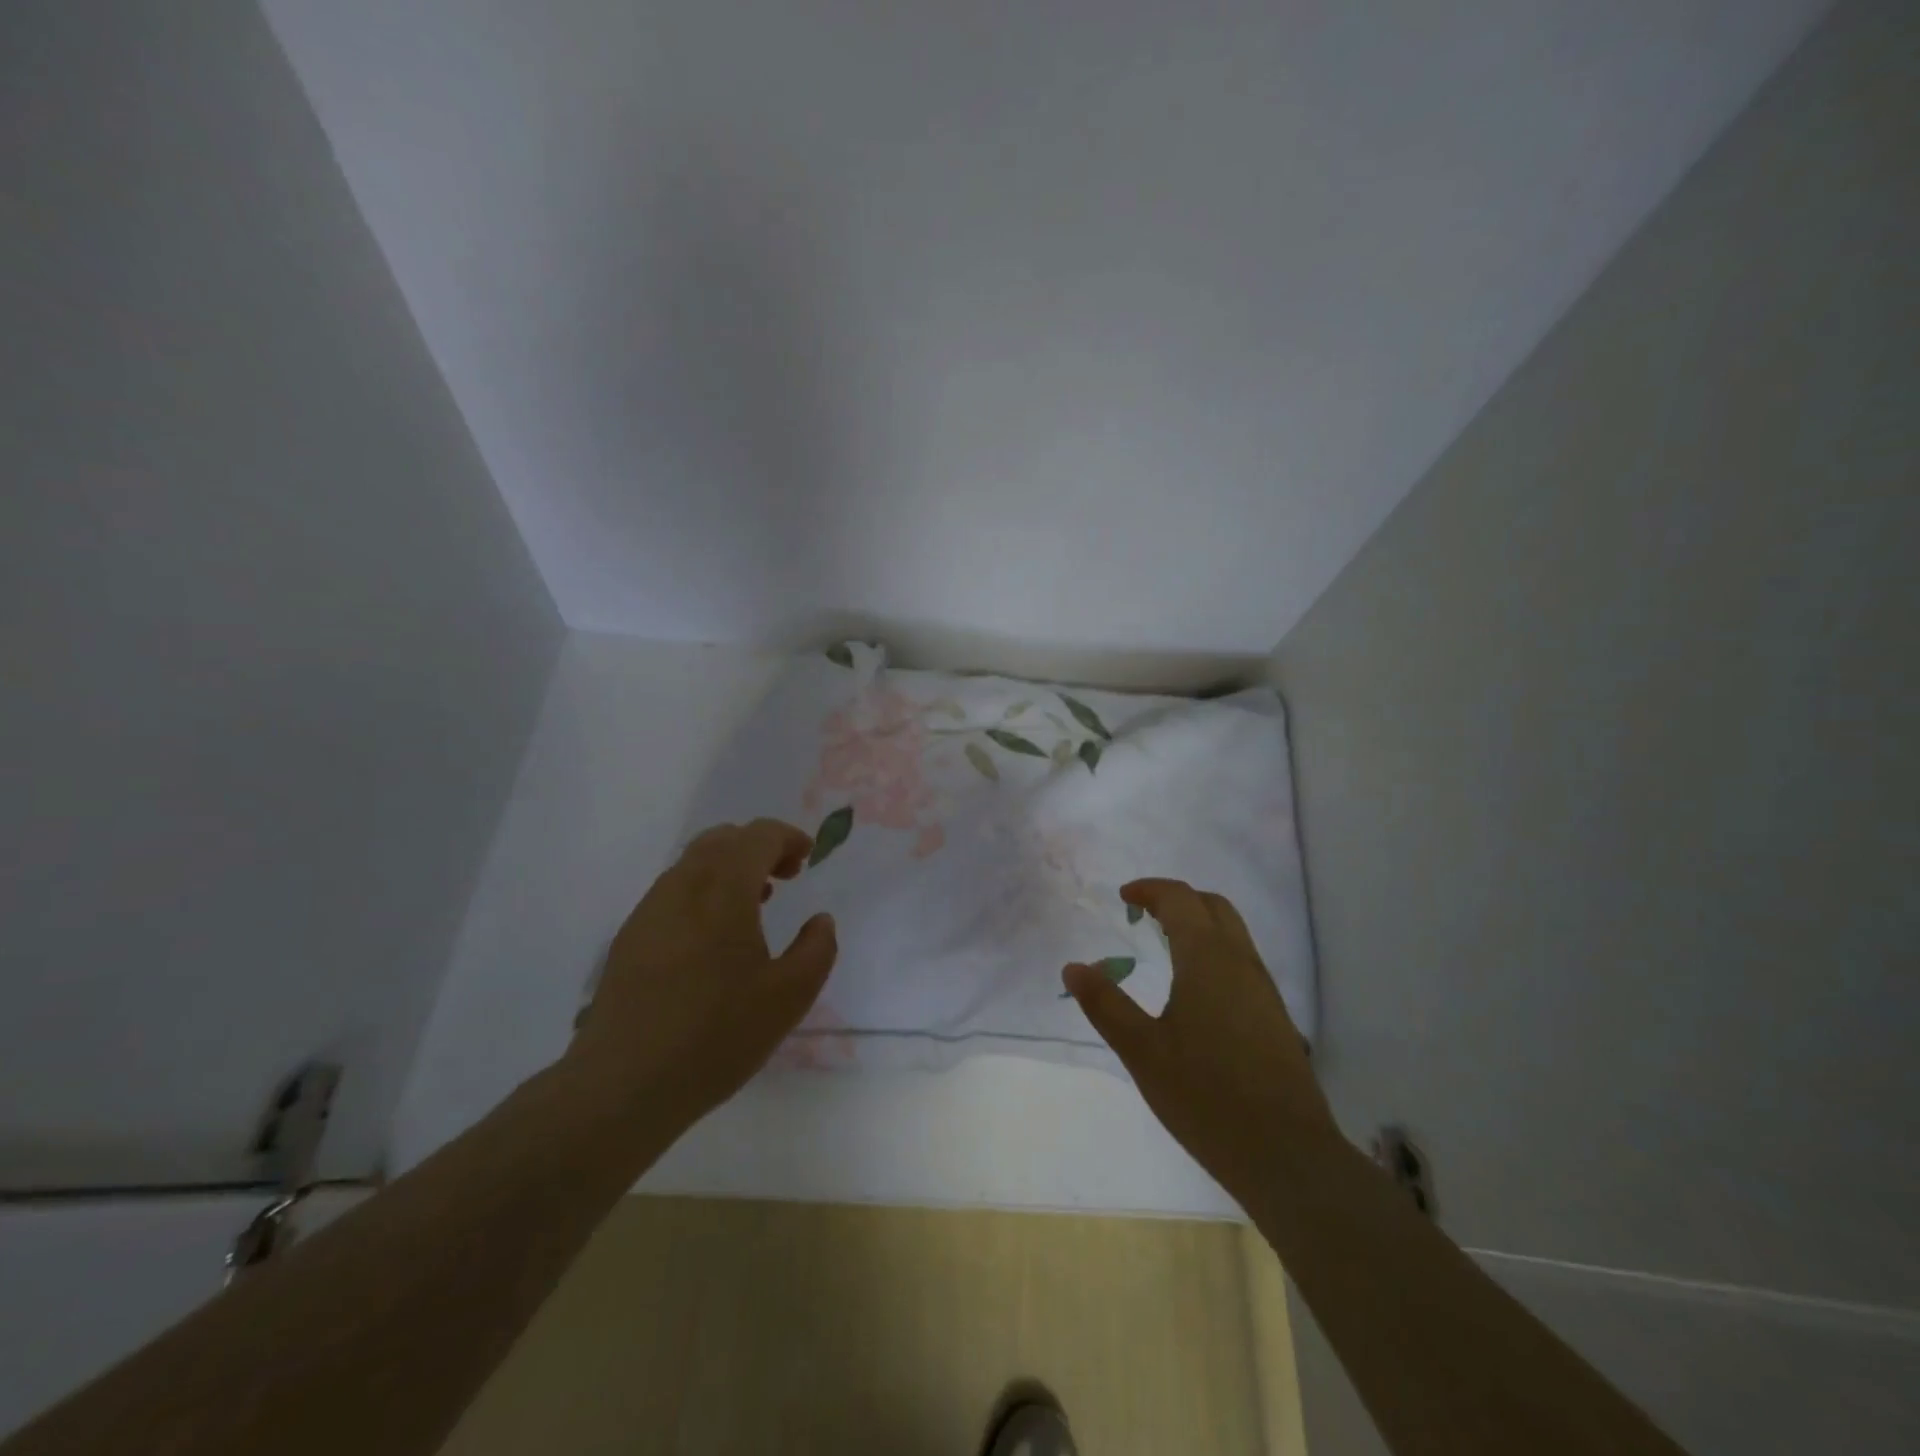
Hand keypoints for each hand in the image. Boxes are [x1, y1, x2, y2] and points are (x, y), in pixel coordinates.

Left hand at [566, 819, 837, 1130]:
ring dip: (730, 869)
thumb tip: (820, 921)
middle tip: (785, 876)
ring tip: (754, 903)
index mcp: (724, 890)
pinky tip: (714, 937)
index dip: (787, 838)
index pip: (757, 835)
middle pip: (722, 839)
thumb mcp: (789, 997)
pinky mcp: (630, 937)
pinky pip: (674, 891)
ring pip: (694, 864)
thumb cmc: (716, 1035)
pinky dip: (704, 891)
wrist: (623, 1084)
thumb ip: (817, 950)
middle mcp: (682, 886)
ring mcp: (650, 910)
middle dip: (758, 846)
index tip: (807, 858)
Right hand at [1064, 879, 1334, 1205]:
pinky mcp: (1275, 1017)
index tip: (1123, 897)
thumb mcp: (1142, 1051)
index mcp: (1208, 959)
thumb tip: (1073, 967)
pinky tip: (1195, 990)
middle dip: (1177, 900)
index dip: (1150, 890)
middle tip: (1143, 915)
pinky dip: (1214, 951)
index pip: (1180, 899)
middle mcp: (1241, 962)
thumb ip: (1105, 1004)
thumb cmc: (1206, 1096)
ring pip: (1233, 933)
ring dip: (1198, 925)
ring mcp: (1264, 989)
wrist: (1286, 1155)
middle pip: (1213, 907)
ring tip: (1164, 948)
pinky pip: (1242, 961)